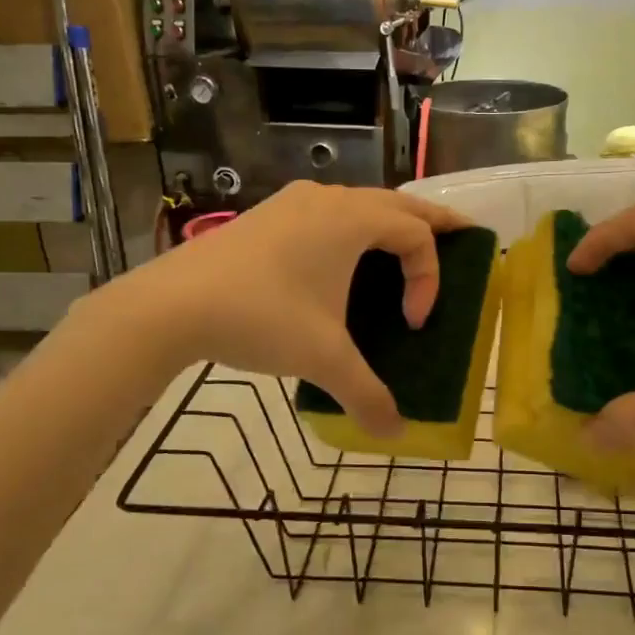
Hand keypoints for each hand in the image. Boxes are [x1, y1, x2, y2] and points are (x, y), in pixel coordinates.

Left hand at [123, 182, 469, 435]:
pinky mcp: (267, 217)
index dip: (428, 278)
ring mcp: (293, 204)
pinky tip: (340, 259)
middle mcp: (328, 200)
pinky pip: (328, 213)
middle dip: (433, 222)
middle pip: (398, 203)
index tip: (412, 324)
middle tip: (463, 234)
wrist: (170, 305)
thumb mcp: (322, 358)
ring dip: (389, 222)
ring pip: (359, 203)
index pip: (416, 236)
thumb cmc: (260, 317)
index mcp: (352, 220)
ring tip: (404, 246)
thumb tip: (394, 434)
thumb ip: (366, 394)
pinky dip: (352, 228)